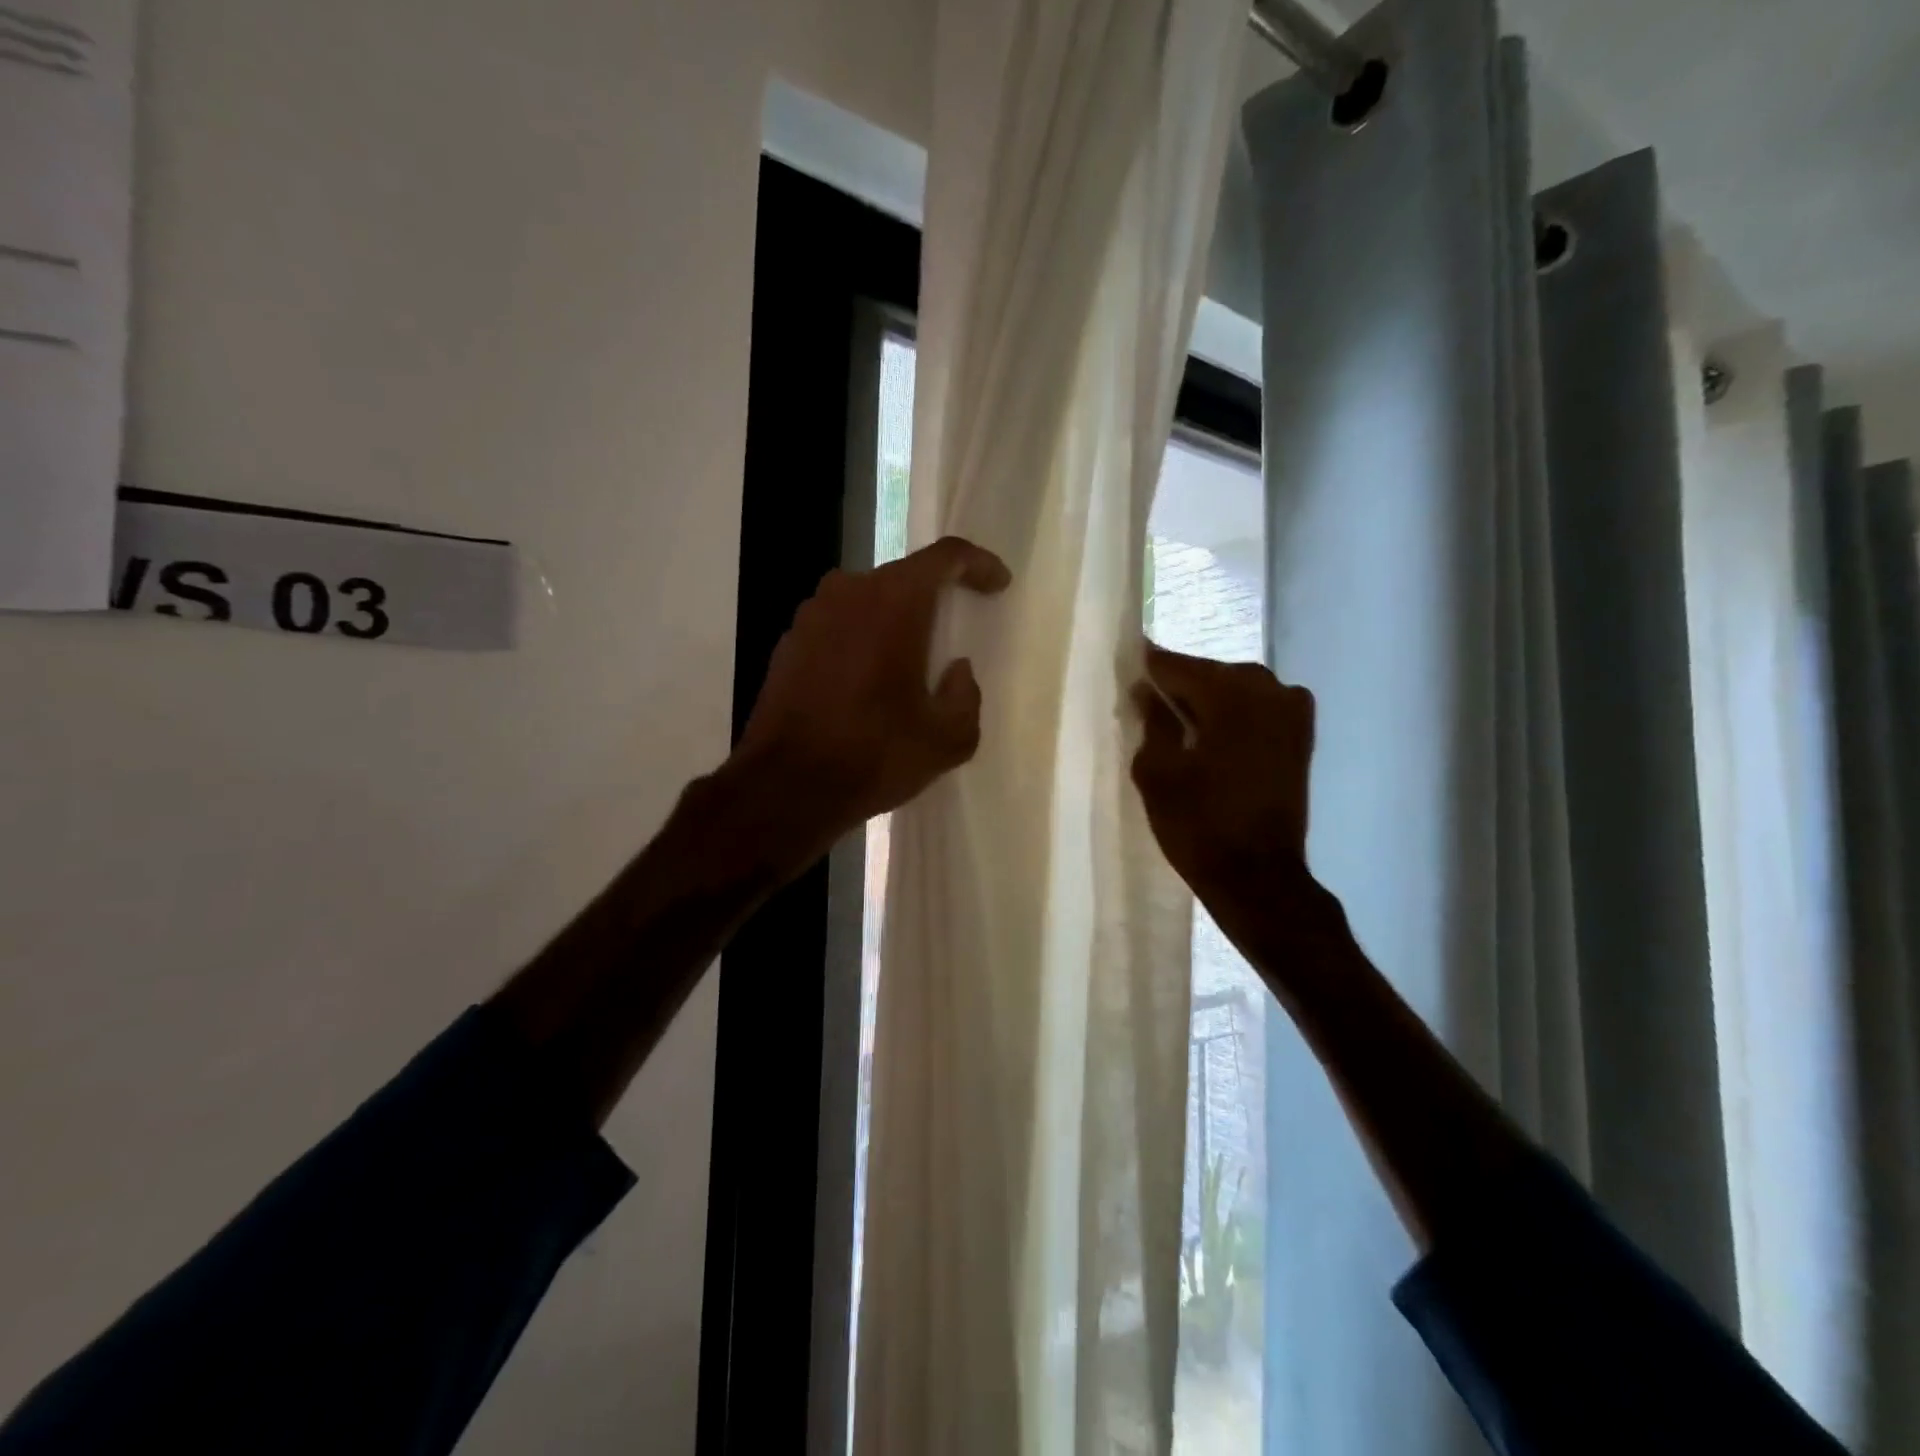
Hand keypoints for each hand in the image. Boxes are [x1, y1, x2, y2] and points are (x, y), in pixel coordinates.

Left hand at [728, 535, 1012, 866]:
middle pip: (903, 577)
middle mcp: (848, 592)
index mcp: (894, 602)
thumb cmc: (873, 755)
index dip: (978, 564)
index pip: (945, 556)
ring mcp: (810, 615)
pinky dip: (860, 641)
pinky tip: (867, 683)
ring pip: (866, 601)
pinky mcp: (787, 643)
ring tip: (908, 662)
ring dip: (893, 620)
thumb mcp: (947, 739)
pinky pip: (838, 626)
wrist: (785, 787)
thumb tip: (956, 672)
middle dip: (934, 597)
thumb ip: (966, 696)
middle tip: (953, 629)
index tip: (997, 585)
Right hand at [1131, 645, 1315, 912]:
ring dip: (1208, 702)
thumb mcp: (1157, 771)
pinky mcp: (1301, 737)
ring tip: (1177, 723)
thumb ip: (1152, 722)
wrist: (1258, 877)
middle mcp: (1268, 689)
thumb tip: (1146, 693)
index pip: (1177, 665)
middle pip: (1210, 674)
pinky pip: (1258, 709)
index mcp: (1230, 693)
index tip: (1126, 665)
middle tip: (1147, 703)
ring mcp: (1292, 712)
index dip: (1149, 667)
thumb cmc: (1199, 824)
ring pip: (1237, 690)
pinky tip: (1210, 735)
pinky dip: (1233, 716)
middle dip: (1180, 686)